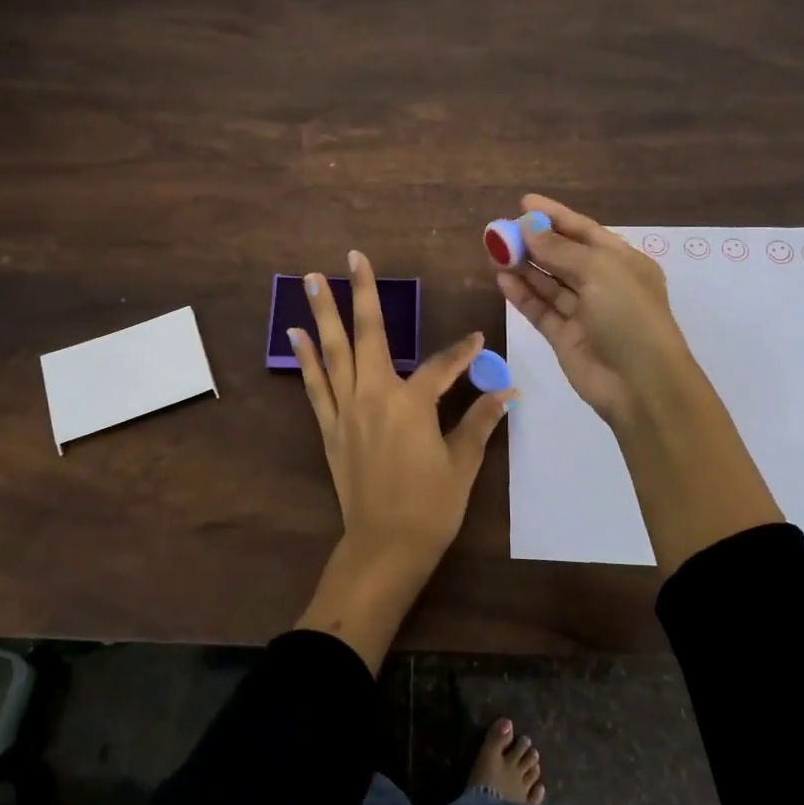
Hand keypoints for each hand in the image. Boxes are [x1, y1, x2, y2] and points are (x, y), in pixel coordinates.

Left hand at [289, 250, 514, 669]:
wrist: (384, 547)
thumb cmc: (431, 506)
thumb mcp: (463, 464)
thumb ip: (480, 421)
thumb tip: (507, 392)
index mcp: (413, 404)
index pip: (443, 365)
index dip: (464, 352)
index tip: (477, 340)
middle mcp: (375, 395)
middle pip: (369, 334)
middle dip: (362, 293)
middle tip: (352, 257)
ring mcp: (346, 410)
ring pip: (333, 351)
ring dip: (323, 313)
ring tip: (310, 279)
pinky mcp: (329, 428)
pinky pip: (314, 385)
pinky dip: (306, 358)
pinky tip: (296, 334)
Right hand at [494, 194, 698, 426]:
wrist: (641, 385)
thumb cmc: (629, 316)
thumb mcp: (599, 271)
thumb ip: (559, 249)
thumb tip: (528, 227)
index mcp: (623, 262)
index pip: (585, 231)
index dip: (555, 216)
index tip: (523, 202)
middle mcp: (604, 284)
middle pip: (563, 256)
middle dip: (533, 242)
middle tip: (499, 230)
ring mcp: (584, 312)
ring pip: (548, 283)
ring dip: (523, 266)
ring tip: (494, 251)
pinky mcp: (565, 337)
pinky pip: (540, 309)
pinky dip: (522, 294)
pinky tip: (501, 278)